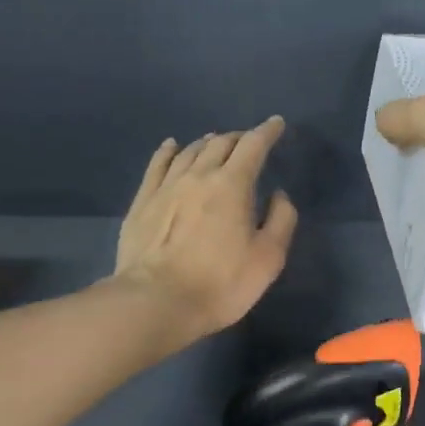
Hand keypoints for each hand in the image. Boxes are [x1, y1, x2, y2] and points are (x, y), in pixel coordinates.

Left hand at [114, 117, 298, 341]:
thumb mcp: (268, 258)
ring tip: (216, 142)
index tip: (276, 123)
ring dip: (208, 142)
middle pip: (221, 143)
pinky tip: (172, 146)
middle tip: (249, 141)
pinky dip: (169, 151)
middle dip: (239, 137)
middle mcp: (199, 175)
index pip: (253, 145)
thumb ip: (281, 220)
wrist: (156, 301)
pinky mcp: (143, 201)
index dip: (267, 131)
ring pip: (190, 151)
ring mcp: (167, 186)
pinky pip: (158, 164)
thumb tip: (278, 194)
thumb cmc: (220, 283)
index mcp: (233, 184)